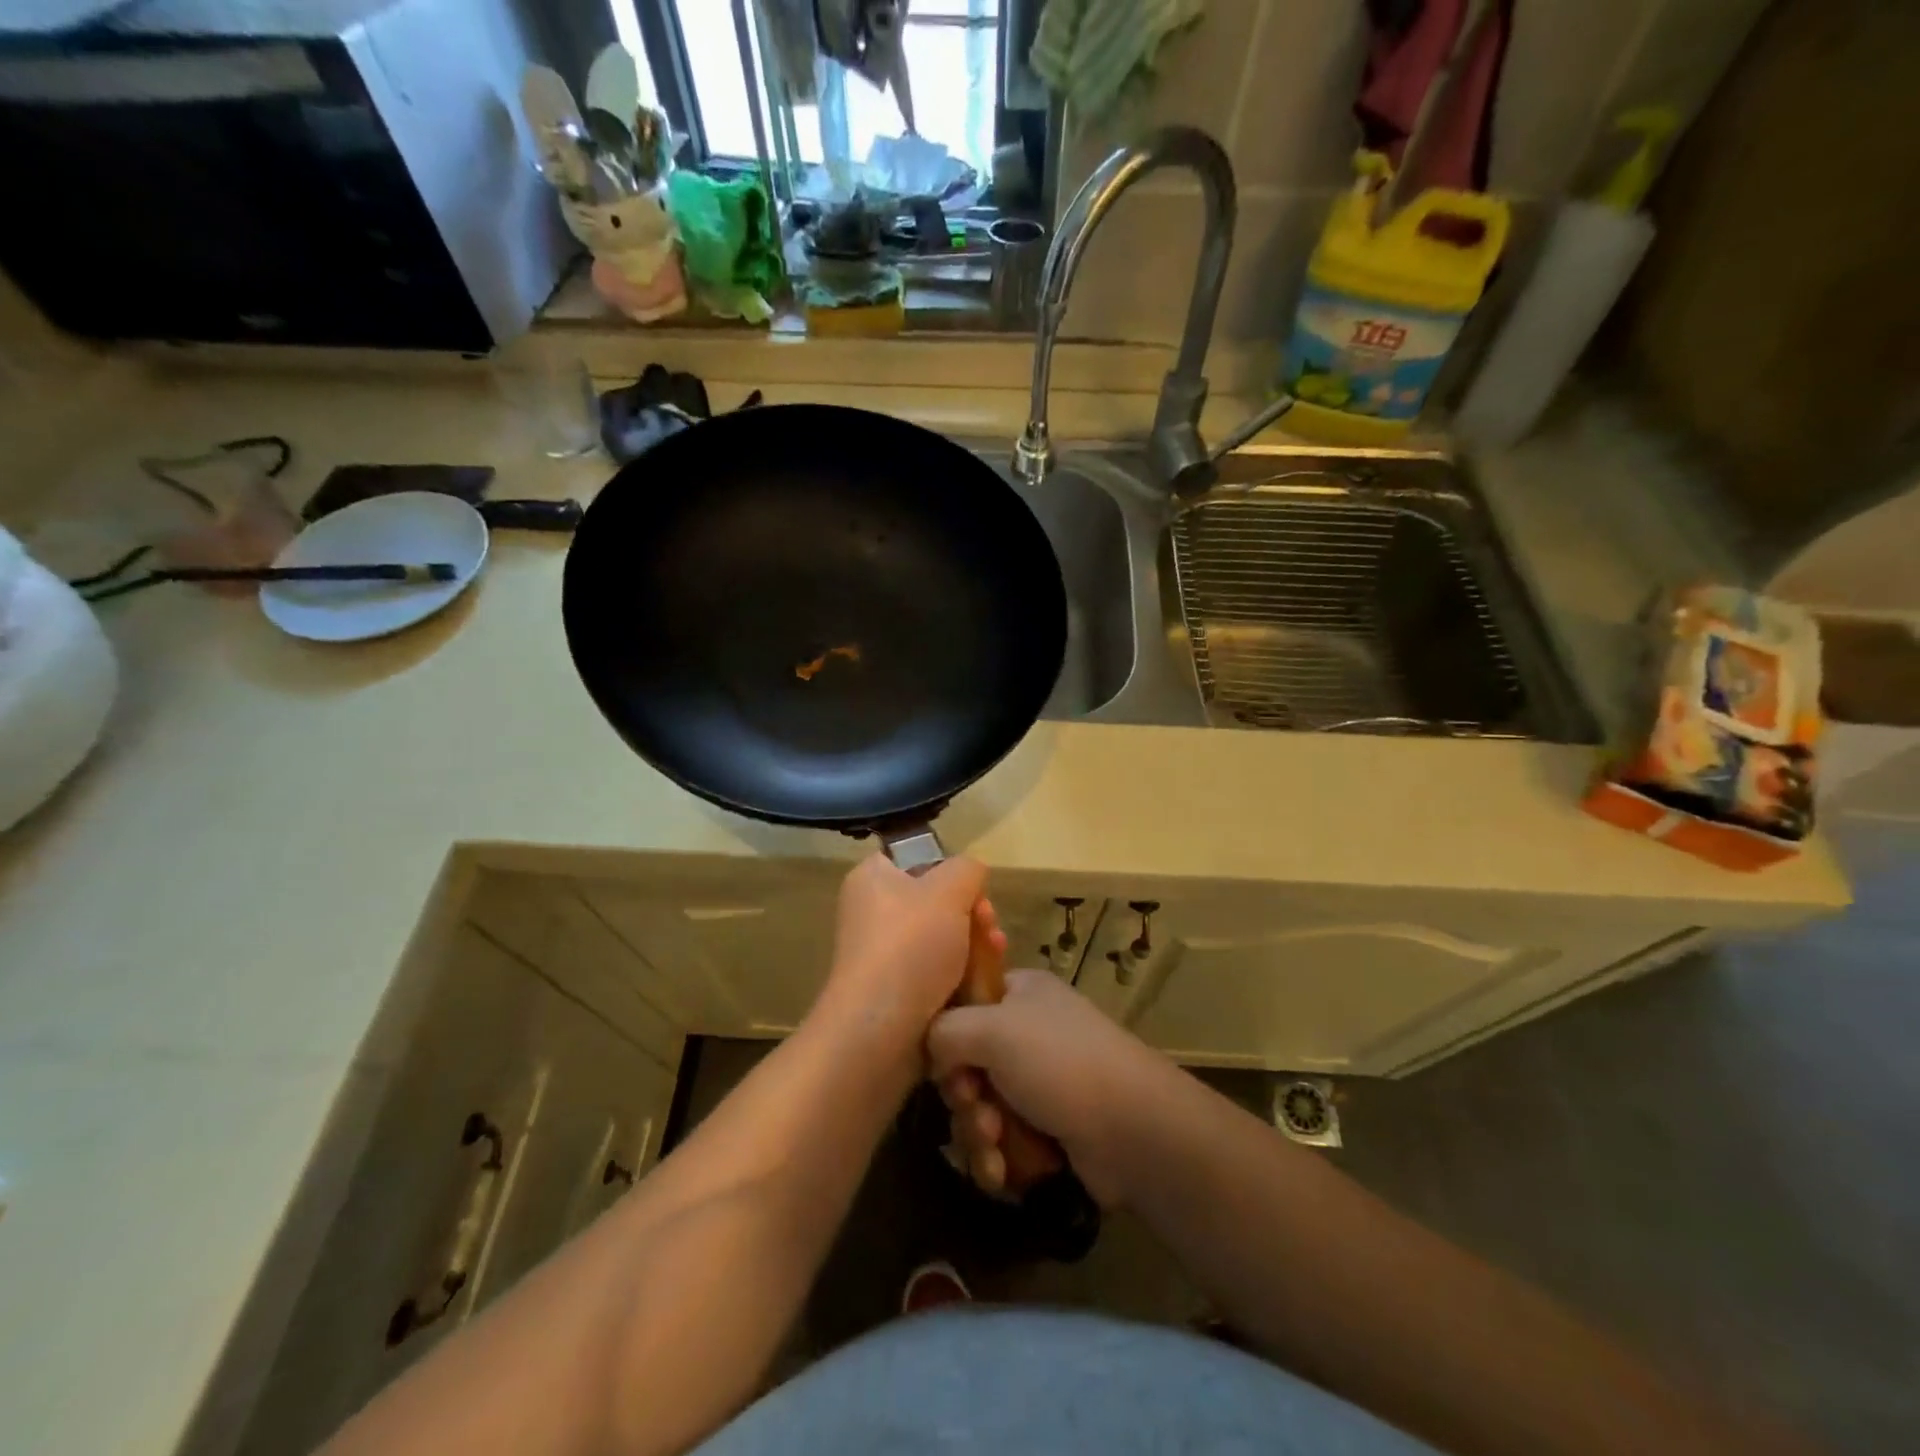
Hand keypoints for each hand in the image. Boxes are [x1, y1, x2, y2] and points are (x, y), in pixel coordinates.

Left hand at [814, 851, 988, 1058]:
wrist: (881, 1031)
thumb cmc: (910, 947)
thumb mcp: (948, 889)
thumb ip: (967, 869)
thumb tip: (971, 875)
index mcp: (873, 879)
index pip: (916, 859)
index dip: (950, 870)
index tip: (974, 891)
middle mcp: (873, 912)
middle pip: (937, 902)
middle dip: (973, 913)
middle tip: (989, 926)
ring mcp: (884, 955)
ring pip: (944, 940)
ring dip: (976, 946)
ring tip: (996, 954)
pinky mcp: (898, 992)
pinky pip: (939, 974)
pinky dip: (963, 977)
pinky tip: (985, 984)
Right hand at [927, 969, 1174, 1207]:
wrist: (1132, 1130)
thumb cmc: (1059, 1063)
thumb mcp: (992, 1029)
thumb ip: (944, 1030)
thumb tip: (932, 1051)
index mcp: (1019, 992)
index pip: (963, 1001)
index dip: (946, 1032)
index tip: (945, 1058)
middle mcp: (1026, 1031)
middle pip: (965, 1061)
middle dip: (963, 1095)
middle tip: (976, 1108)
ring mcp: (1038, 1081)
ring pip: (978, 1106)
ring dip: (978, 1132)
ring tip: (996, 1146)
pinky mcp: (1045, 1128)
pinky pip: (1000, 1140)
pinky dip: (997, 1157)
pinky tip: (1004, 1172)